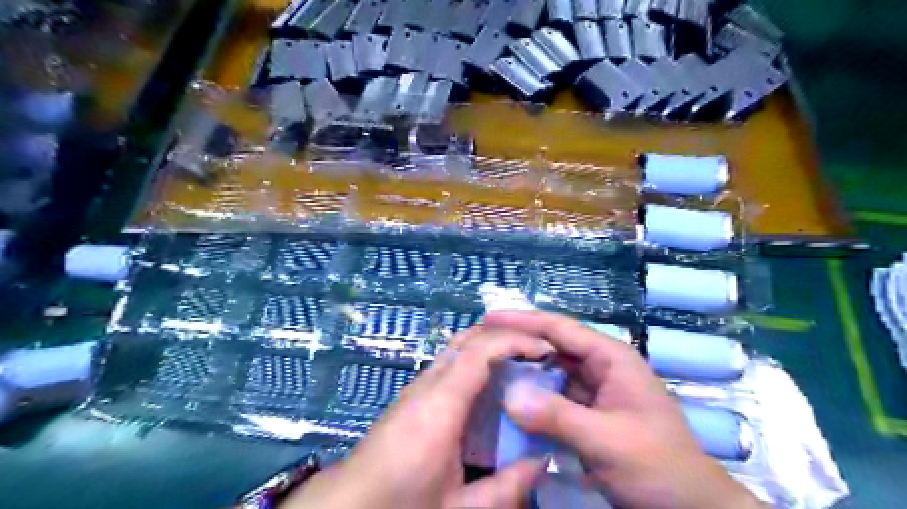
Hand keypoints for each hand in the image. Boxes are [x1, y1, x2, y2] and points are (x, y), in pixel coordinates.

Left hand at [282, 325, 552, 508]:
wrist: (350, 503)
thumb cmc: (402, 503)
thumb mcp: (458, 507)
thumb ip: (505, 489)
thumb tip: (544, 463)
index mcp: (441, 404)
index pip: (481, 350)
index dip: (516, 341)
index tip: (546, 350)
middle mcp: (428, 384)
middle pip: (468, 338)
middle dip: (505, 335)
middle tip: (537, 352)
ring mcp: (417, 384)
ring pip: (458, 347)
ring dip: (491, 345)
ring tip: (521, 363)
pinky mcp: (413, 392)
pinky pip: (450, 362)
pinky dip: (476, 360)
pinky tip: (490, 385)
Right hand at [485, 311, 759, 508]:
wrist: (690, 508)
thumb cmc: (659, 466)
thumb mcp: (608, 440)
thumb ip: (558, 416)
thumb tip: (508, 396)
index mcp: (610, 358)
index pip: (560, 328)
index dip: (523, 320)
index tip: (488, 318)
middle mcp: (600, 367)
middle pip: (553, 347)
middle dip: (519, 345)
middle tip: (481, 347)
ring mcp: (594, 392)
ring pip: (551, 373)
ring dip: (523, 372)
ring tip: (487, 371)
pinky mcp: (588, 414)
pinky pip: (554, 398)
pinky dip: (532, 399)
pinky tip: (509, 403)